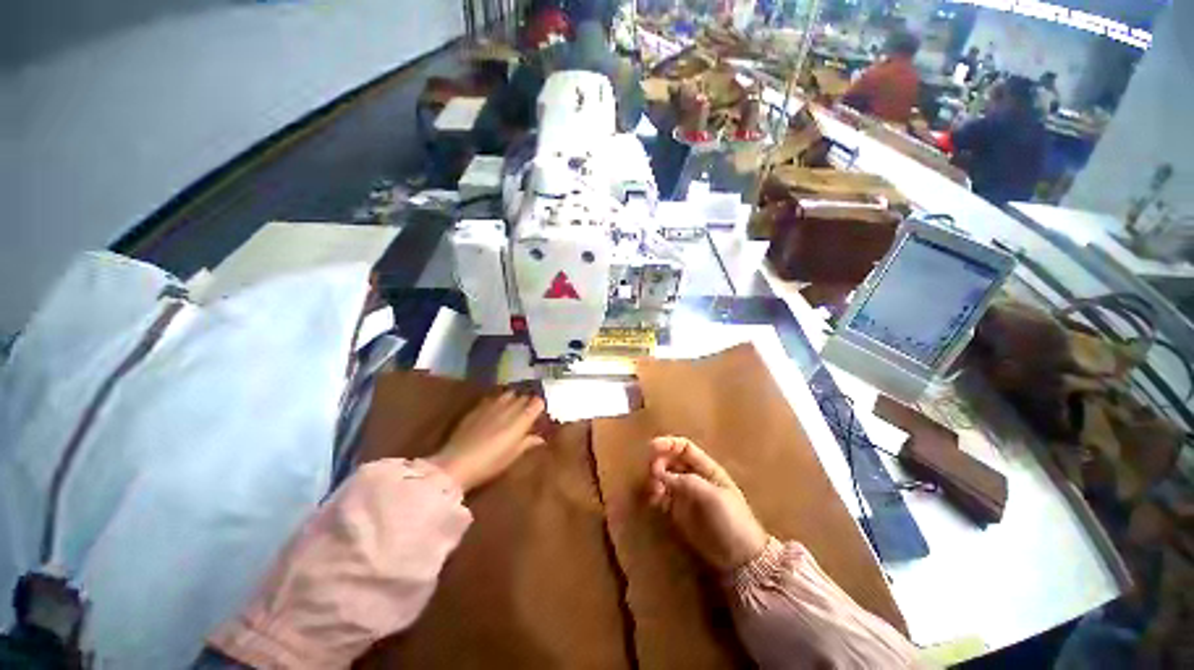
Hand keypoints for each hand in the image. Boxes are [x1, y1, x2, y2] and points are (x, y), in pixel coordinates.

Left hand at [429, 392, 545, 492]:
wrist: (455, 463)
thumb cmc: (489, 464)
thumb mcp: (512, 456)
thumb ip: (527, 443)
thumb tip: (539, 438)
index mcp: (521, 420)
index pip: (537, 402)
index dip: (539, 407)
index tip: (538, 415)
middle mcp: (509, 408)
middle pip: (524, 397)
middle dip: (527, 403)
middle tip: (526, 414)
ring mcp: (492, 405)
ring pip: (509, 394)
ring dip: (513, 399)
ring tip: (511, 409)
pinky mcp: (478, 407)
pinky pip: (493, 398)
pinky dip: (498, 401)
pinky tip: (494, 410)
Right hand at [647, 437, 767, 572]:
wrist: (740, 558)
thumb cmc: (732, 520)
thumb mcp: (713, 497)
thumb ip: (687, 482)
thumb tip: (660, 473)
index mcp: (707, 468)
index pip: (684, 448)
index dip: (668, 444)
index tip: (651, 447)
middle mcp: (694, 477)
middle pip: (671, 460)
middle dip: (659, 462)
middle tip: (652, 474)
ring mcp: (686, 494)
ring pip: (664, 477)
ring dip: (655, 480)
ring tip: (654, 492)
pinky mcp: (679, 511)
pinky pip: (662, 496)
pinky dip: (655, 495)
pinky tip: (653, 502)